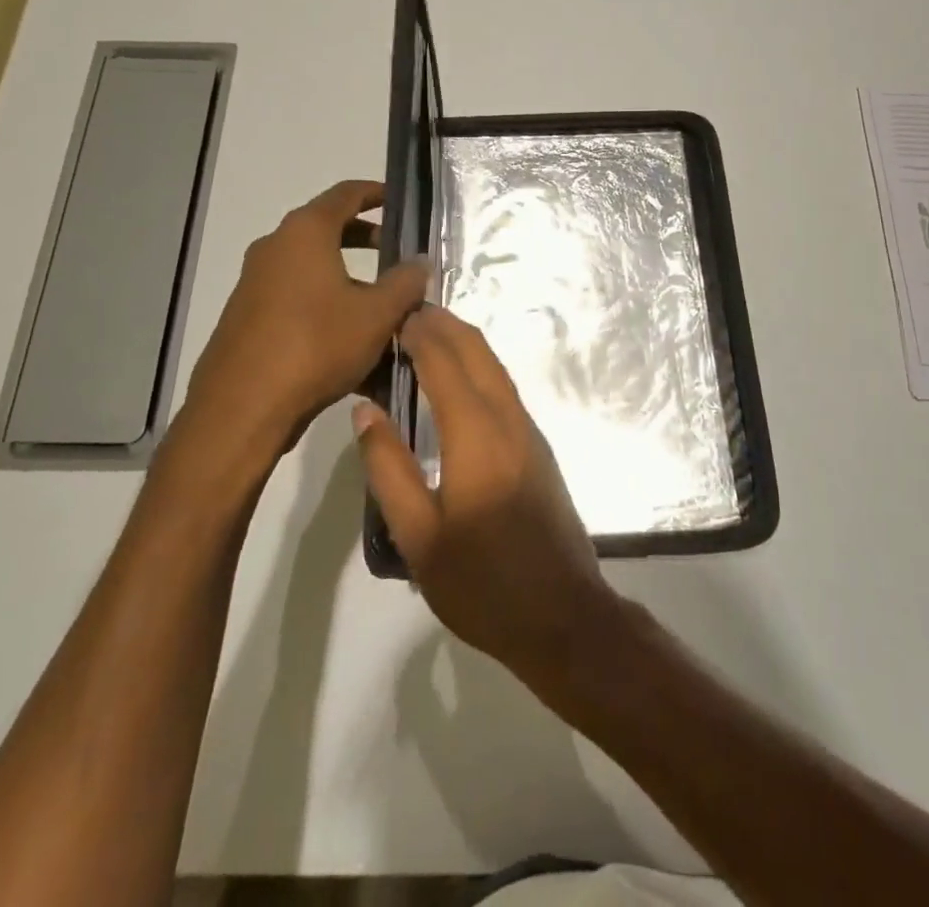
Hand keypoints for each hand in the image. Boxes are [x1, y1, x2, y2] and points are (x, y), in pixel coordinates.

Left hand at [172, 180, 428, 474]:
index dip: (376, 193)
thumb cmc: (316, 345)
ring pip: (313, 270)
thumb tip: (420, 262)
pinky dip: (327, 306)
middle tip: (396, 253)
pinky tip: (353, 344)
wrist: (242, 407)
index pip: (345, 194)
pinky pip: (297, 299)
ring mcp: (256, 283)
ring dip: (349, 280)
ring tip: (383, 308)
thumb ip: (405, 283)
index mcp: (305, 233)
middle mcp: (275, 248)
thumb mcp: (376, 314)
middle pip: (327, 230)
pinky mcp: (248, 317)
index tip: (399, 199)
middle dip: (365, 239)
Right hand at [352, 306, 619, 687]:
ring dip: (464, 342)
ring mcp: (529, 431)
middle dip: (444, 324)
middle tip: (408, 312)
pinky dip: (478, 366)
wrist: (563, 616)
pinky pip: (504, 388)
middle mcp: (508, 419)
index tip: (393, 314)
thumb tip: (365, 409)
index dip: (419, 333)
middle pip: (477, 352)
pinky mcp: (538, 447)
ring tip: (428, 334)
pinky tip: (459, 379)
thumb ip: (389, 467)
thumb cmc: (482, 583)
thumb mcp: (418, 536)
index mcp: (476, 434)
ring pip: (495, 367)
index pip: (444, 362)